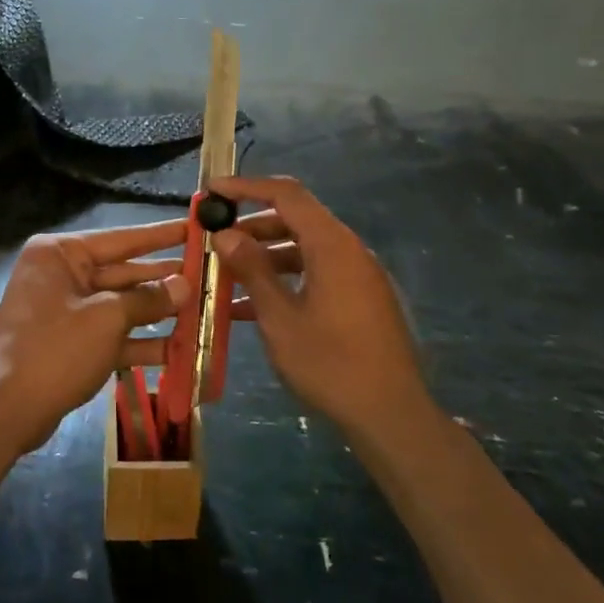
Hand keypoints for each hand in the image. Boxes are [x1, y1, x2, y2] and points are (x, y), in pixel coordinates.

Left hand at [0, 219, 191, 453]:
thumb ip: (148, 299)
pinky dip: (140, 342)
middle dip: (164, 280)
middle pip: (123, 273)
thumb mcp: (107, 319)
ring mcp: (65, 311)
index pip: (121, 238)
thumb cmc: (55, 349)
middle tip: (207, 275)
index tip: (194, 227)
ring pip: (121, 306)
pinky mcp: (70, 344)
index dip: (161, 236)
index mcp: (61, 254)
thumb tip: (184, 284)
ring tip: (202, 311)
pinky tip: (179, 350)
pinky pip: (111, 334)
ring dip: (158, 313)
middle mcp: (61, 275)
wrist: (5, 410)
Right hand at [209, 175, 430, 441]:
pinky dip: (284, 280)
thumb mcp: (281, 318)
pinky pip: (315, 274)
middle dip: (251, 226)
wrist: (391, 415)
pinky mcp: (359, 299)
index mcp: (332, 245)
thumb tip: (225, 233)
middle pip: (294, 219)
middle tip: (214, 238)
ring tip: (224, 276)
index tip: (212, 191)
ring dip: (264, 257)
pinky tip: (250, 307)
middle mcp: (348, 250)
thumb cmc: (331, 363)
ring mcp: (356, 275)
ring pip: (302, 249)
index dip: (247, 187)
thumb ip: (252, 270)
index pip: (286, 194)